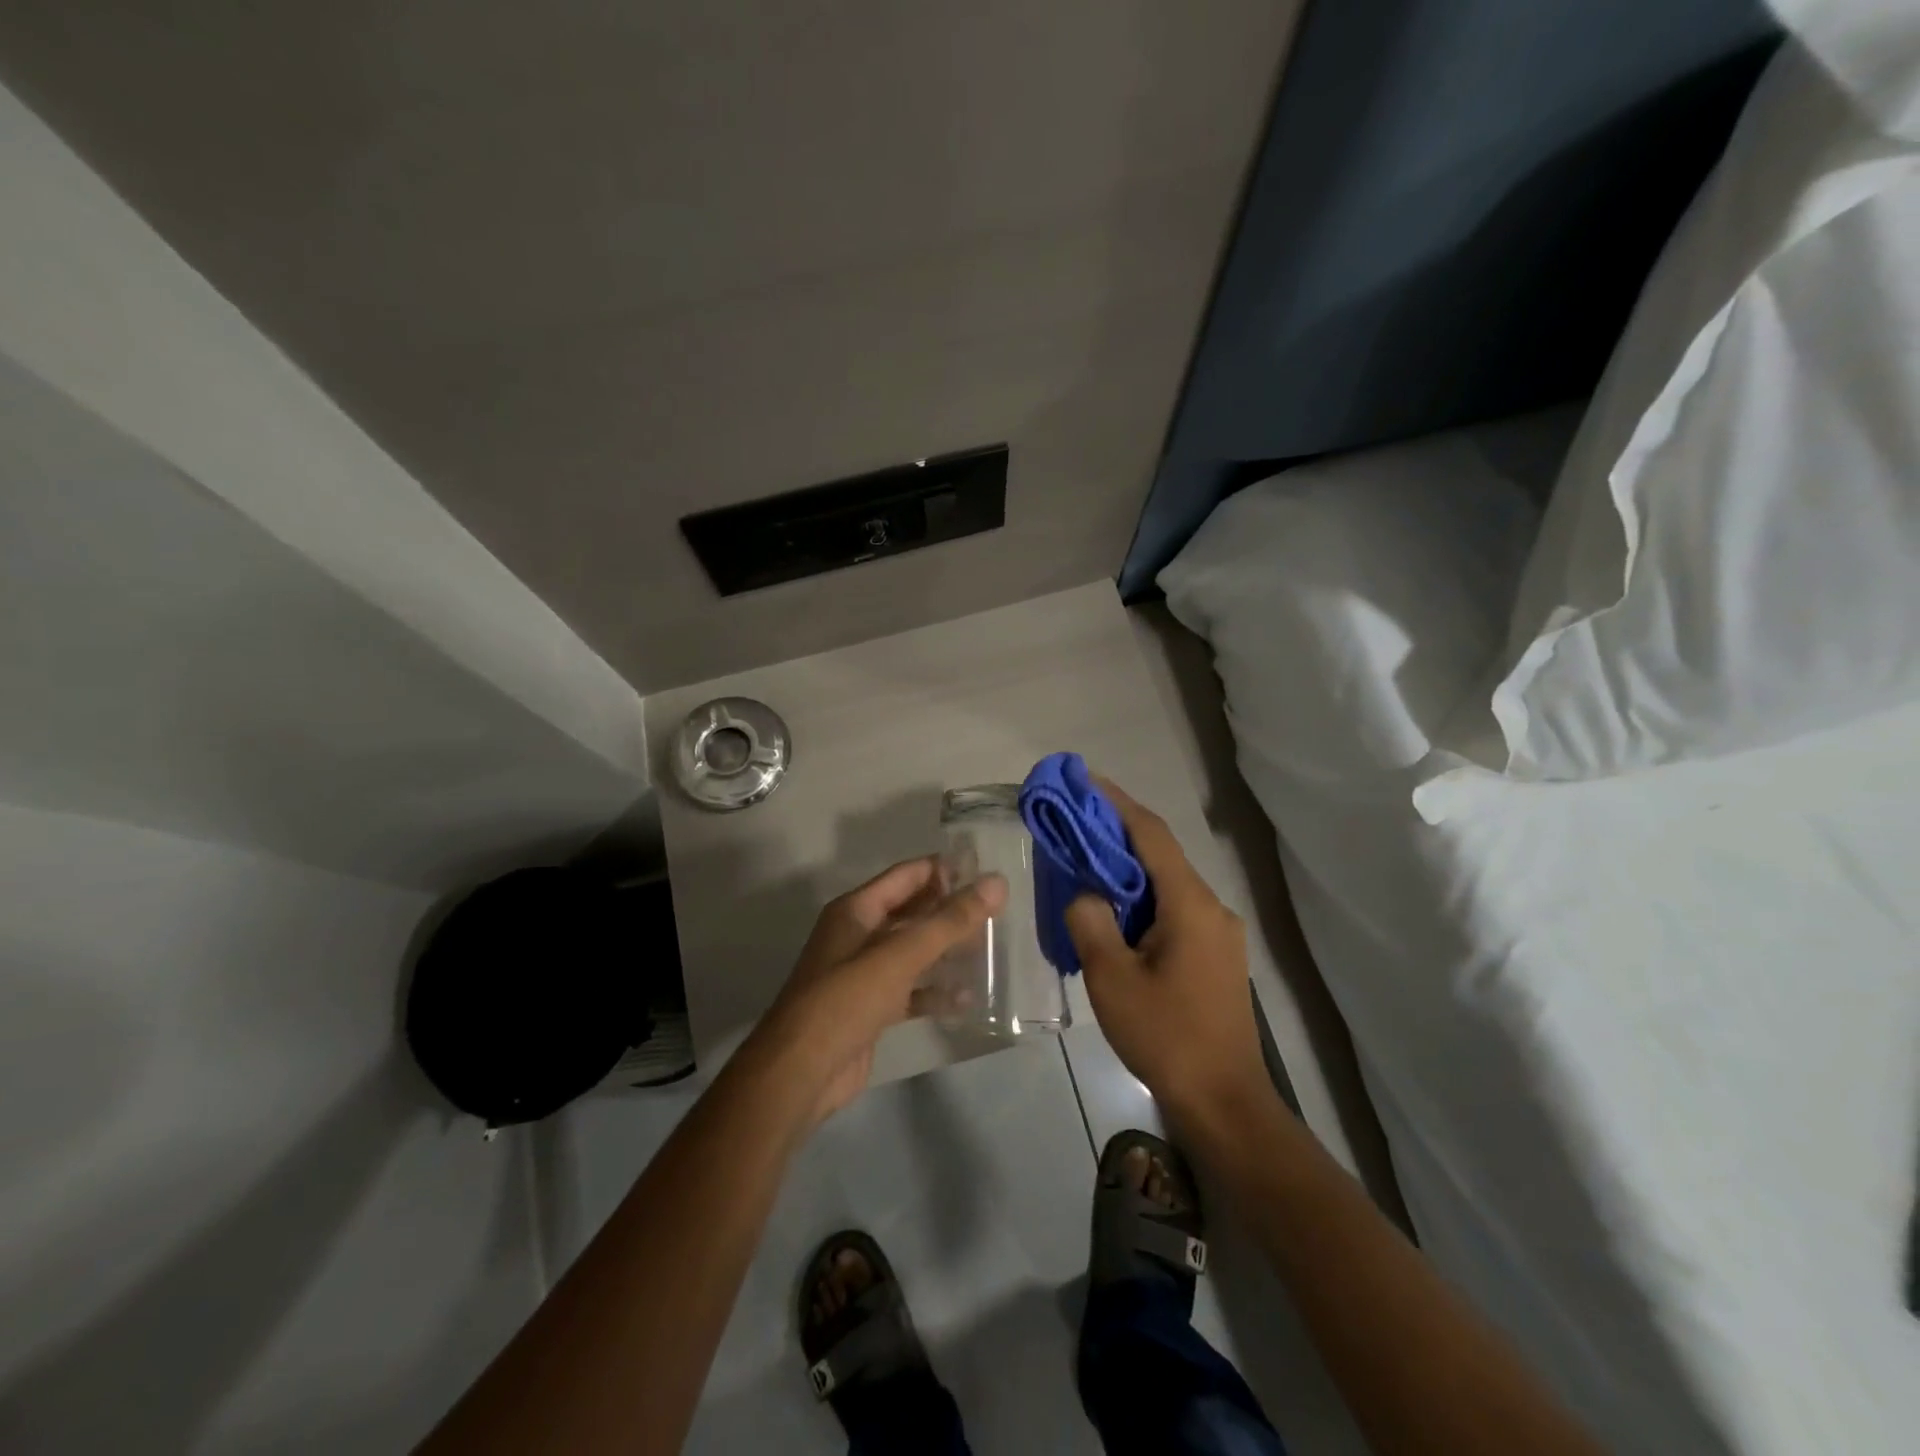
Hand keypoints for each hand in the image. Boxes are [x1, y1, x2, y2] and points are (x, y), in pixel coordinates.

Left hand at [752, 857, 1006, 1128]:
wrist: (801, 1073)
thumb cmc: (846, 1000)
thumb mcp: (899, 956)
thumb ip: (949, 921)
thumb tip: (996, 883)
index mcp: (857, 910)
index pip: (908, 875)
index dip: (945, 870)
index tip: (988, 871)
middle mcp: (860, 935)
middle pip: (913, 913)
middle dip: (952, 912)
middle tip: (999, 913)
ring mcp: (865, 973)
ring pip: (915, 952)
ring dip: (948, 951)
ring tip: (992, 950)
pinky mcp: (873, 1009)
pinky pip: (911, 991)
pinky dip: (936, 992)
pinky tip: (969, 1000)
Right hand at [1065, 780, 1271, 1127]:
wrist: (1224, 1102)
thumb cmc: (1166, 1035)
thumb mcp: (1112, 978)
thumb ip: (1090, 921)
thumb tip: (1084, 893)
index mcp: (1190, 904)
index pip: (1151, 834)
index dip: (1116, 802)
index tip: (1084, 780)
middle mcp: (1211, 907)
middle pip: (1159, 855)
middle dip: (1115, 835)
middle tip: (1072, 824)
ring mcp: (1219, 933)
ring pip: (1166, 885)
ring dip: (1126, 871)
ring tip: (1084, 867)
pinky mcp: (1216, 956)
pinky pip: (1173, 911)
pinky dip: (1140, 900)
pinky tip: (1112, 915)